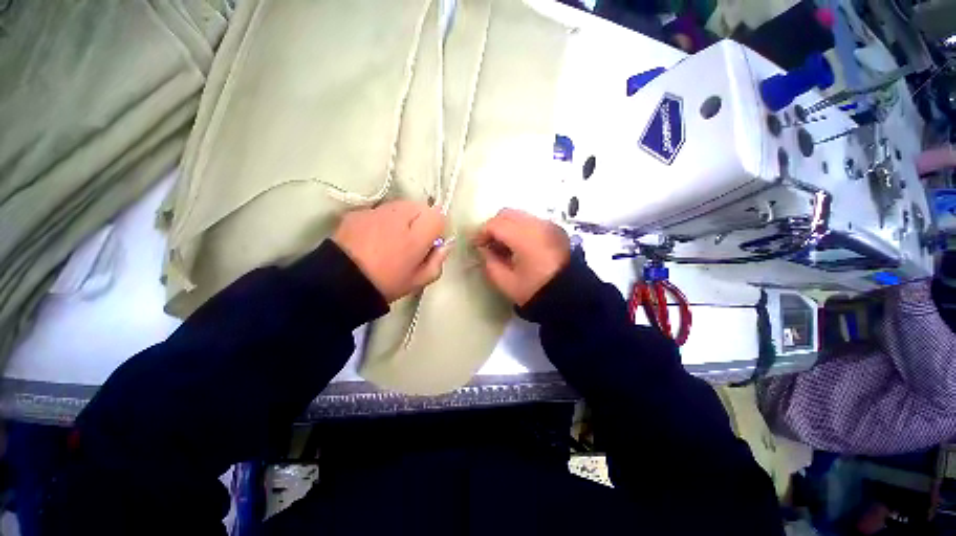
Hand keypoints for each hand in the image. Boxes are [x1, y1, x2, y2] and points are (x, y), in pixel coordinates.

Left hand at [332, 201, 448, 302]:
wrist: (340, 282)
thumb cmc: (386, 284)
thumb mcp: (419, 280)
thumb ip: (438, 260)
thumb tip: (445, 244)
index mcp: (416, 235)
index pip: (438, 215)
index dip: (437, 228)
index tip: (430, 242)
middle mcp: (399, 216)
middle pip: (421, 206)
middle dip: (422, 220)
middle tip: (412, 240)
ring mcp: (377, 211)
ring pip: (401, 205)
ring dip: (404, 217)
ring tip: (392, 237)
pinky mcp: (359, 212)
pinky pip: (380, 210)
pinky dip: (383, 219)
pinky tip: (374, 237)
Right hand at [473, 209, 569, 305]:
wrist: (569, 297)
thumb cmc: (535, 291)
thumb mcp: (505, 282)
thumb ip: (489, 262)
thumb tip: (483, 249)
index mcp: (525, 238)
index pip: (496, 224)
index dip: (481, 233)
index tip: (476, 245)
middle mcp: (538, 225)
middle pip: (507, 214)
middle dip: (493, 226)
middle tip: (488, 243)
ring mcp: (549, 225)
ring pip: (520, 215)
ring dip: (507, 226)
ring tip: (503, 245)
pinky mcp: (556, 229)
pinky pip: (532, 221)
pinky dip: (520, 228)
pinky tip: (519, 245)